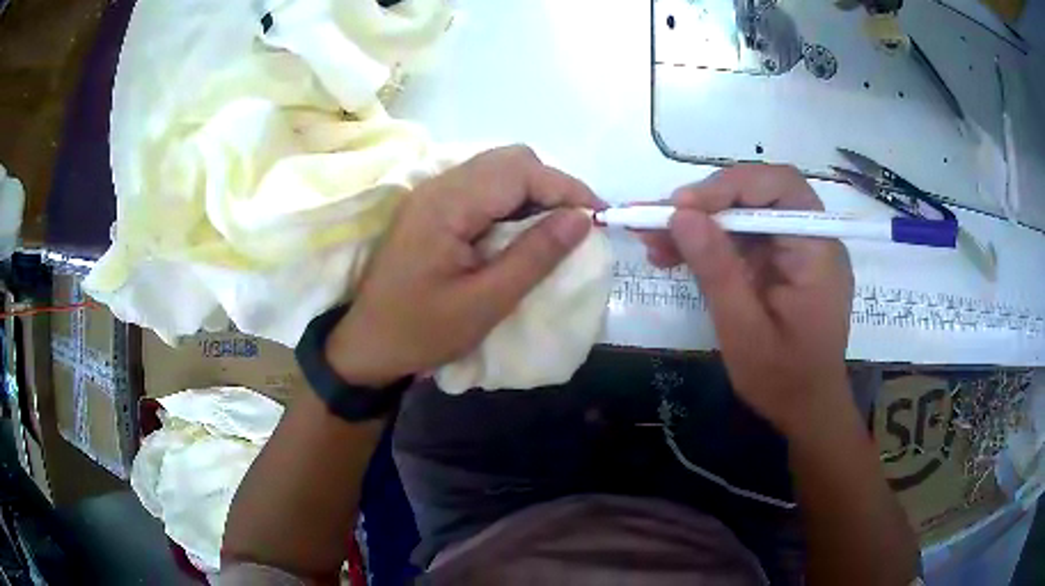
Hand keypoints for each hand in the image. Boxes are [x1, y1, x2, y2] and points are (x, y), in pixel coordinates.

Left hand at [325, 146, 602, 386]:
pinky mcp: (432, 208)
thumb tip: (582, 219)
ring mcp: (432, 194)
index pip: (520, 171)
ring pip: (497, 170)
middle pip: (509, 160)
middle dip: (552, 186)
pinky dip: (512, 201)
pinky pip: (482, 188)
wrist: (367, 345)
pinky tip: (522, 230)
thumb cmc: (422, 332)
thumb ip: (535, 256)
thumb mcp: (485, 302)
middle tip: (577, 224)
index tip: (598, 217)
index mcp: (447, 204)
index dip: (566, 187)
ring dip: (533, 192)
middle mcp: (438, 186)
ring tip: (556, 228)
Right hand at [640, 165, 853, 435]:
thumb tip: (680, 214)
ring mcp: (795, 248)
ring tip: (654, 240)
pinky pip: (742, 237)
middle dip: (706, 203)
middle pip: (758, 194)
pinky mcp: (779, 261)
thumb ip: (717, 271)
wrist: (805, 410)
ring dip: (699, 222)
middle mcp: (811, 238)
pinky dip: (708, 242)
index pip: (779, 188)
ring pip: (743, 213)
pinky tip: (673, 254)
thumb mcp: (744, 331)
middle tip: (659, 220)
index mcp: (817, 250)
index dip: (729, 186)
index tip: (682, 206)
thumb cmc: (783, 380)